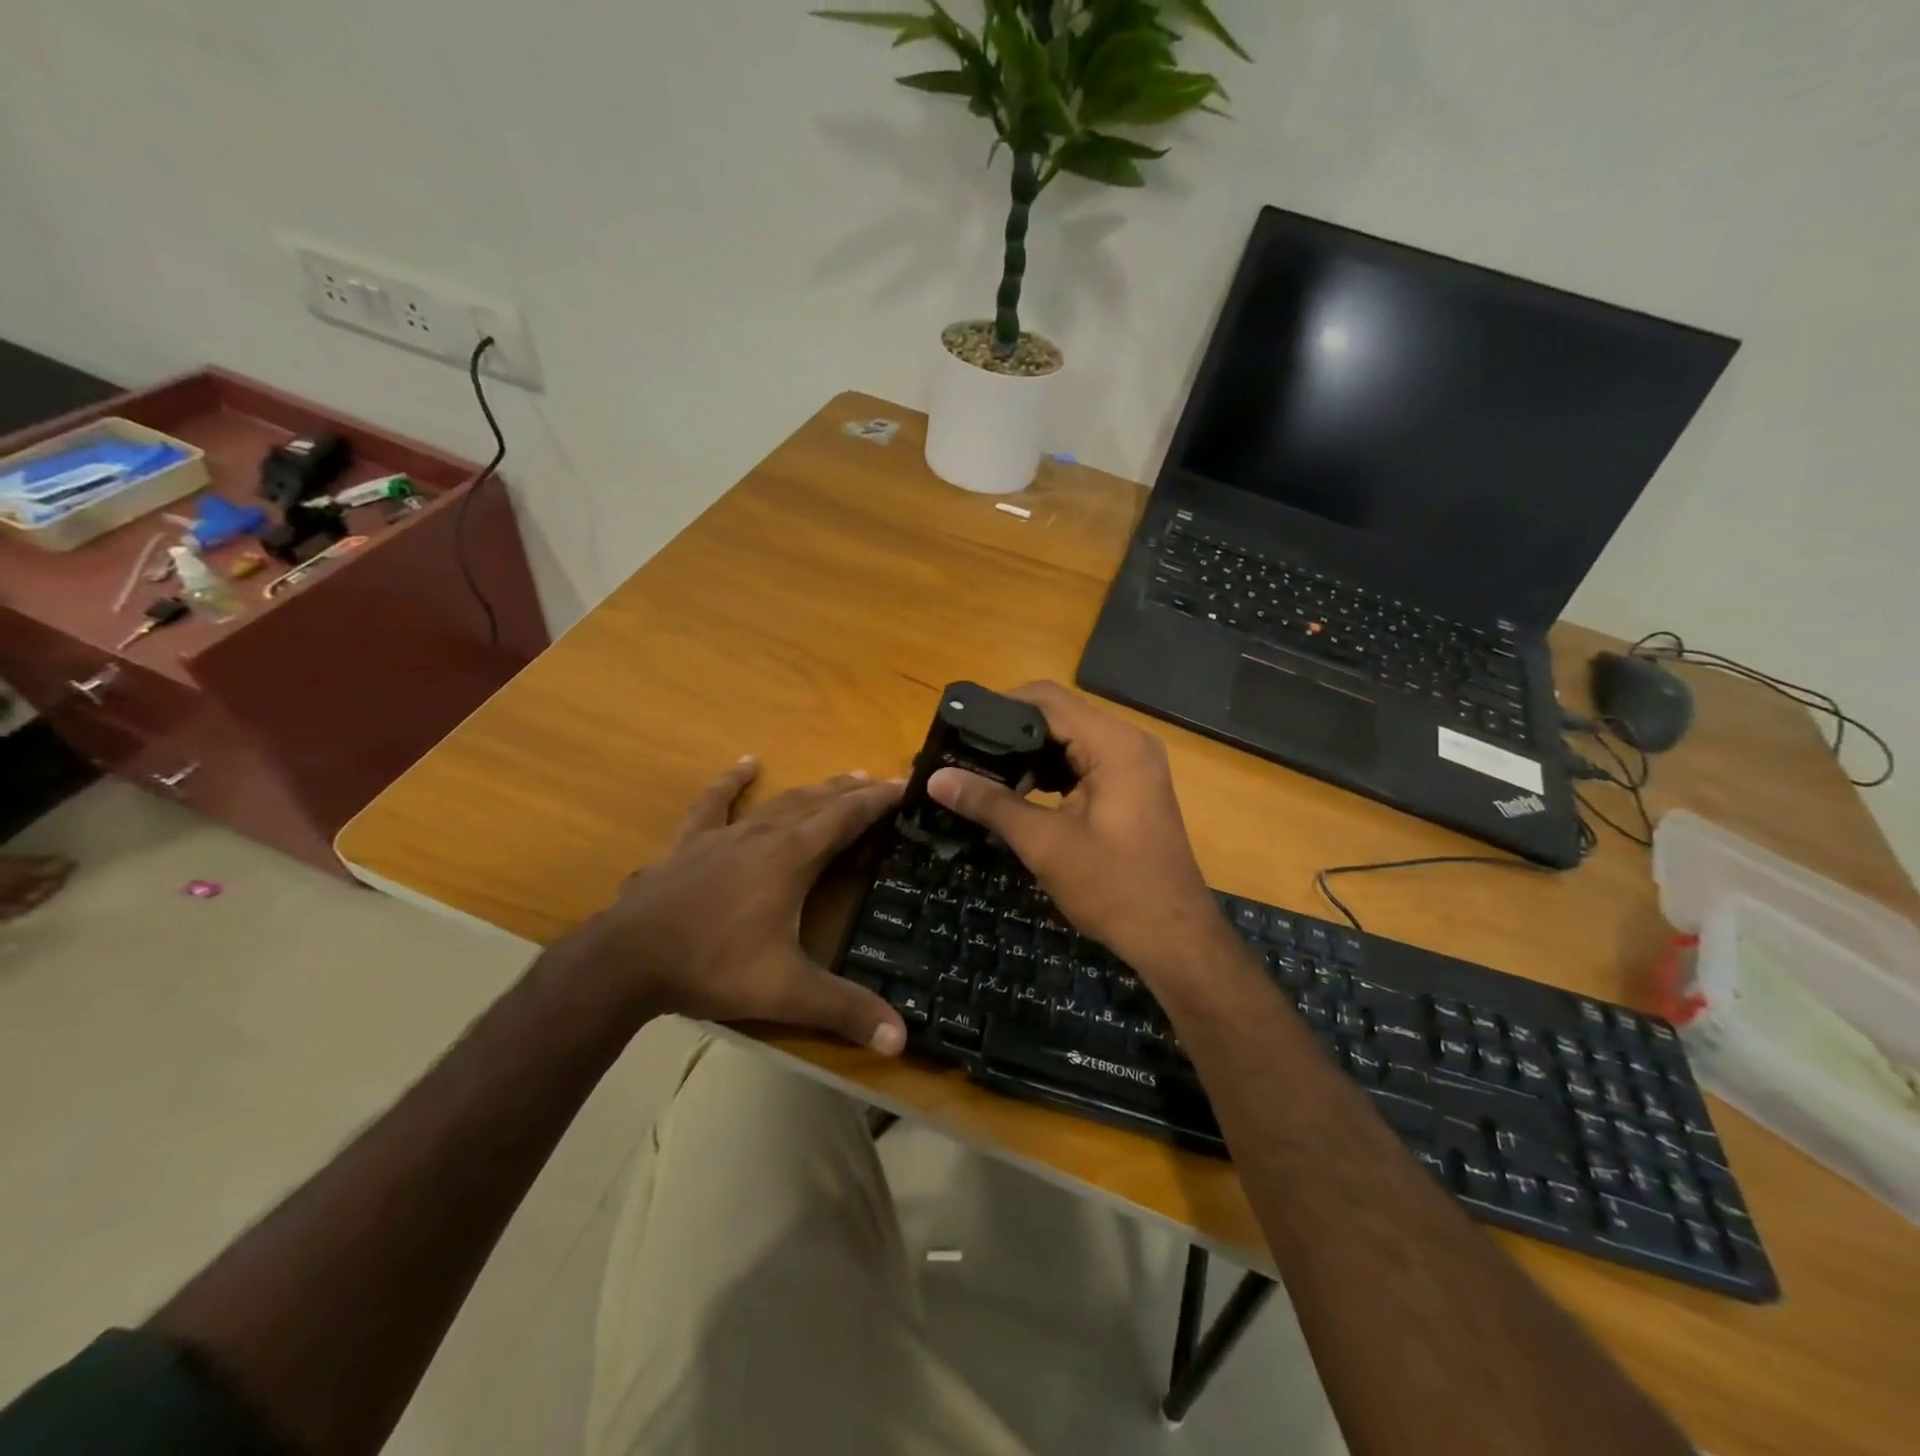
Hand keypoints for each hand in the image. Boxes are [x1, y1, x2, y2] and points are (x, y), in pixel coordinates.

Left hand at [564, 758, 907, 1054]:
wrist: (626, 960)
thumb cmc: (712, 965)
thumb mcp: (786, 992)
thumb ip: (845, 1009)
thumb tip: (902, 1039)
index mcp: (792, 857)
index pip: (847, 818)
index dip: (878, 801)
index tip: (905, 785)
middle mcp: (764, 834)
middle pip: (818, 802)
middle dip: (853, 792)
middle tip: (881, 782)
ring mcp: (724, 834)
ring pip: (779, 801)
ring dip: (814, 789)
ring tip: (842, 778)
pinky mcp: (690, 842)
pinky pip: (714, 802)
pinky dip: (732, 781)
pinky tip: (746, 764)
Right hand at [927, 682, 1234, 987]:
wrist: (1174, 938)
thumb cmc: (1113, 888)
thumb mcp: (1045, 844)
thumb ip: (991, 803)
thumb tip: (936, 779)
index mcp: (1113, 743)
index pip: (1046, 700)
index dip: (998, 707)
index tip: (958, 729)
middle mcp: (1127, 741)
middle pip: (1057, 716)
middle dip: (1008, 733)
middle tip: (962, 755)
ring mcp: (1133, 764)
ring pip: (1068, 740)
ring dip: (1028, 755)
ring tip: (981, 775)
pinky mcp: (1130, 787)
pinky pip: (1082, 763)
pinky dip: (1050, 773)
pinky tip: (1018, 795)